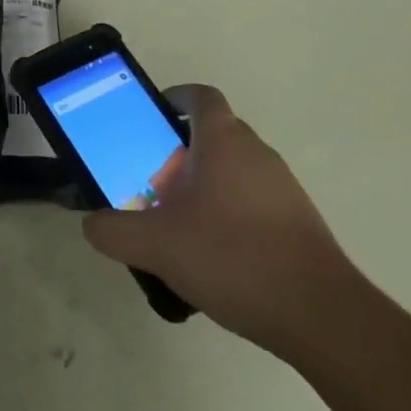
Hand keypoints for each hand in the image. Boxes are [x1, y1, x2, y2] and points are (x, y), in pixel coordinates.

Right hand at [82, 84, 356, 358]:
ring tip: (180, 225)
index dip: (174, 98)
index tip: (152, 117)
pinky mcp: (298, 220)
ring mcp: (282, 185)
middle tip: (153, 182)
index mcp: (222, 140)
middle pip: (214, 133)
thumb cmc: (232, 257)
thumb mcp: (156, 245)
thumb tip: (92, 223)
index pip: (199, 96)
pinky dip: (231, 212)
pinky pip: (254, 200)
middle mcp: (256, 151)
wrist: (319, 313)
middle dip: (181, 151)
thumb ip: (114, 231)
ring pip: (234, 169)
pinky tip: (216, 256)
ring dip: (206, 184)